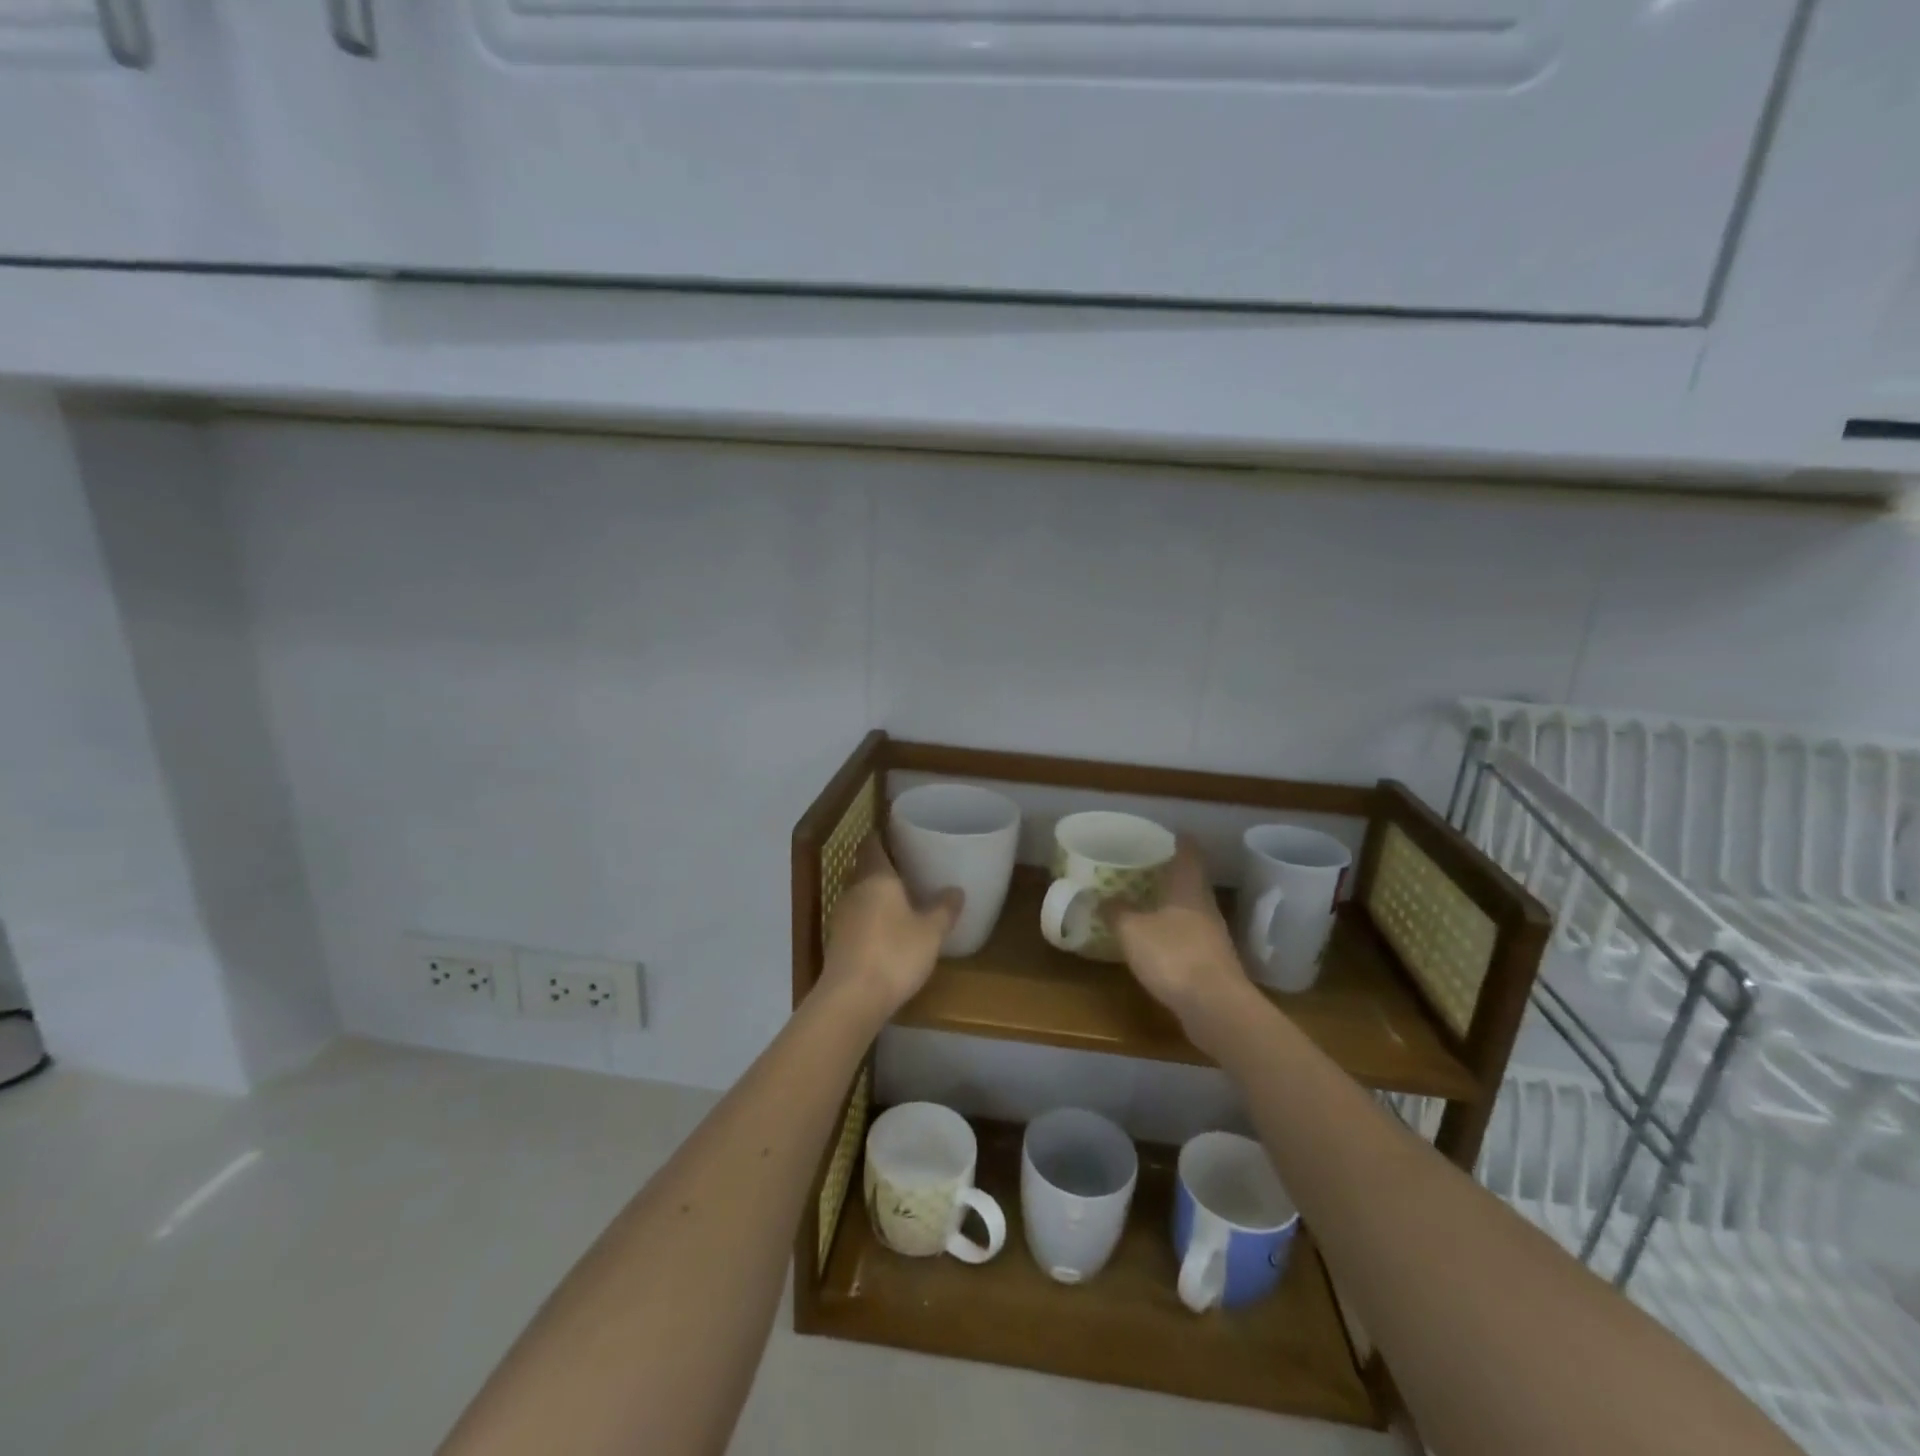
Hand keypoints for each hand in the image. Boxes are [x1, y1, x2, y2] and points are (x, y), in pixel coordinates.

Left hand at [818, 836, 961, 1023]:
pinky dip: (871, 919)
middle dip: (884, 867)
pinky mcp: (836, 942)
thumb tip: (956, 890)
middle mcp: (854, 889)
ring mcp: (841, 916)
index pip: (872, 844)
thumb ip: (944, 909)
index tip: (900, 835)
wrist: (851, 998)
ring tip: (903, 900)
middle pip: (865, 869)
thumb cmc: (895, 954)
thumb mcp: (931, 932)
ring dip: (877, 895)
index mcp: (876, 876)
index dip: (883, 836)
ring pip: (860, 895)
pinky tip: (888, 931)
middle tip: (910, 868)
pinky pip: (856, 919)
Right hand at [1109, 837, 1258, 1055]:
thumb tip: (1101, 897)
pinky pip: (1190, 937)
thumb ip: (1116, 912)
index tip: (1169, 833)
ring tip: (1146, 901)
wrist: (1216, 1007)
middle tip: (1147, 866)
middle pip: (1191, 881)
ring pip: (1191, 909)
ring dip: (1171, 904)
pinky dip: (1173, 932)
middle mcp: (1205, 906)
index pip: (1189, 853)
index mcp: (1189, 888)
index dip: (1179, 841)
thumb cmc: (1173, 955)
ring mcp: (1213, 936)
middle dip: (1171, 873)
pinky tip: (1156, 940)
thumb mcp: (1132, 930)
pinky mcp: (1213, 963)